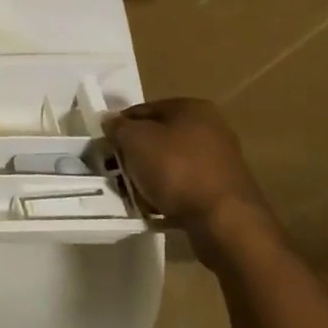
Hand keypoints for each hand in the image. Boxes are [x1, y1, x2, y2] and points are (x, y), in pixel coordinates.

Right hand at [106, 98, 269, 233]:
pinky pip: (183, 186)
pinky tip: (154, 207)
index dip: (119, 127)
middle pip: (157, 137)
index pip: (143, 110)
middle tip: (116, 171)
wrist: (223, 220)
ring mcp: (220, 161)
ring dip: (149, 176)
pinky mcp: (222, 190)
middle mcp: (211, 129)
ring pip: (169, 163)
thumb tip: (111, 122)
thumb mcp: (134, 140)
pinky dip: (167, 194)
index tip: (105, 148)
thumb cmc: (175, 169)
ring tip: (133, 193)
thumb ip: (118, 127)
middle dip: (134, 154)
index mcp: (192, 108)